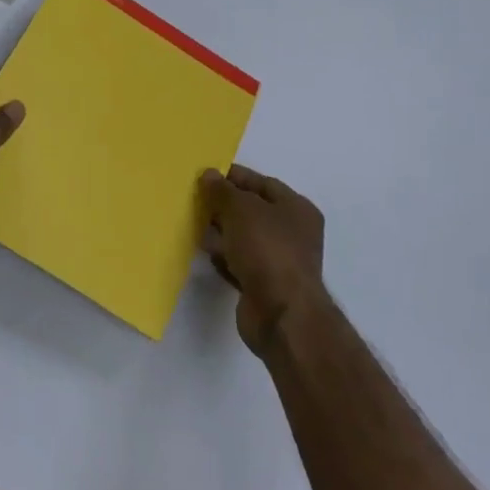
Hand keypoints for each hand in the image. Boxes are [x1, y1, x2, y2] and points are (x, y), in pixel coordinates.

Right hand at [201, 165, 327, 357]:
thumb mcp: (241, 209)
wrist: (281, 314)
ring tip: (193, 224)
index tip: (205, 175)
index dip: (234, 177)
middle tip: (194, 199)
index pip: (262, 183)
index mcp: (296, 209)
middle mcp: (292, 233)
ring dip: (221, 232)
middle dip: (224, 205)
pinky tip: (205, 254)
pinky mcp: (264, 286)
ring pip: (244, 238)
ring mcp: (279, 261)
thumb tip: (209, 175)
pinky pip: (239, 263)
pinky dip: (224, 258)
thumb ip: (223, 190)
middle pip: (252, 211)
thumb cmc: (267, 249)